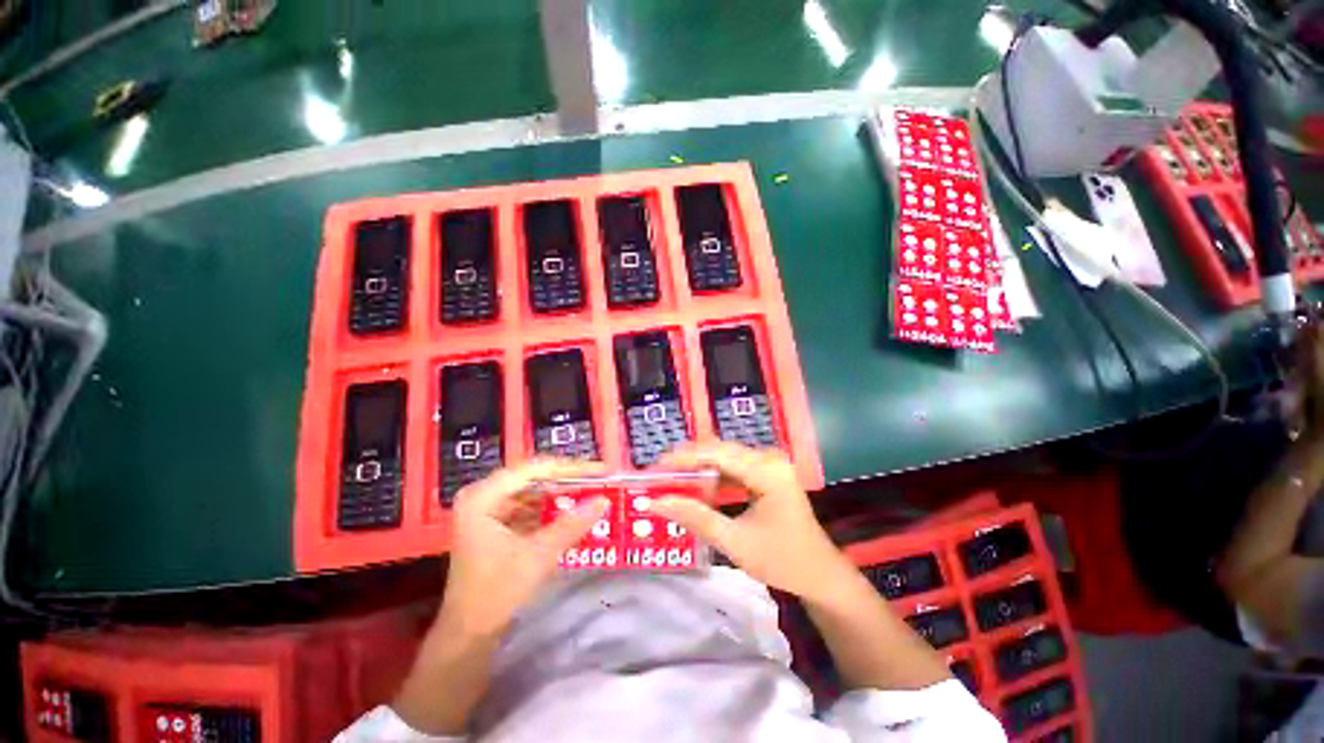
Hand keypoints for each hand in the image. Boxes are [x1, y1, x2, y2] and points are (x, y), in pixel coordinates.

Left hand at [439, 459, 607, 636]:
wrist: (468, 637)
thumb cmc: (495, 594)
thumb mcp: (536, 557)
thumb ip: (570, 525)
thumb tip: (603, 500)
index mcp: (482, 497)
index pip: (533, 469)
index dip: (570, 467)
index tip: (600, 470)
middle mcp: (482, 496)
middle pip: (533, 478)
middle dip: (568, 480)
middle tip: (601, 479)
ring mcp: (488, 510)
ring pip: (533, 491)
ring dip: (562, 494)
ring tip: (593, 492)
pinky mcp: (496, 524)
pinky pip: (530, 507)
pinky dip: (552, 509)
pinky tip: (574, 511)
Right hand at [652, 442, 850, 603]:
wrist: (820, 574)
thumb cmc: (782, 561)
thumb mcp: (735, 543)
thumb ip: (695, 518)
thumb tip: (656, 502)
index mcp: (767, 471)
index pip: (716, 454)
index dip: (682, 458)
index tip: (654, 467)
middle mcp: (768, 458)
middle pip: (719, 450)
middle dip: (686, 460)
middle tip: (657, 474)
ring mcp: (769, 463)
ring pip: (724, 456)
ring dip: (697, 466)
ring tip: (670, 478)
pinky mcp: (767, 472)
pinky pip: (733, 465)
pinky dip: (711, 474)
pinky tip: (695, 484)